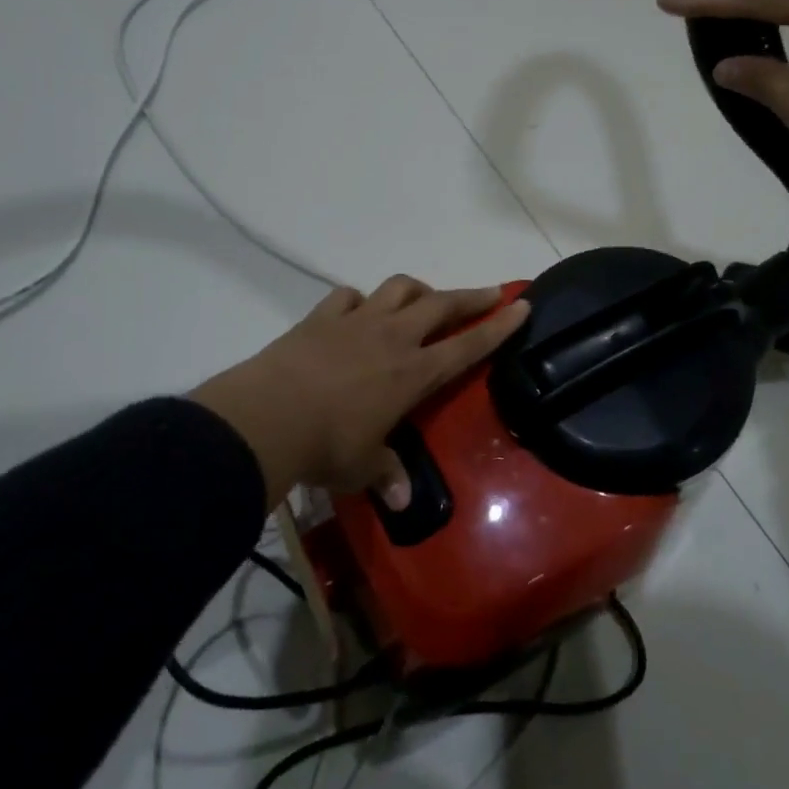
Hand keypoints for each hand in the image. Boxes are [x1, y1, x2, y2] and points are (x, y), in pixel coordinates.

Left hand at [191, 276, 530, 512]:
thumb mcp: (362, 467)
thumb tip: (403, 501)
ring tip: (423, 299)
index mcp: (414, 373)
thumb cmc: (327, 447)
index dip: (498, 326)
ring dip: (418, 290)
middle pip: (442, 304)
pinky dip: (360, 300)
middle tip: (490, 292)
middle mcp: (393, 338)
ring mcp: (357, 321)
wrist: (268, 417)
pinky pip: (349, 296)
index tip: (520, 304)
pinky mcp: (322, 317)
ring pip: (399, 288)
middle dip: (471, 296)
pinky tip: (359, 310)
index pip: (468, 345)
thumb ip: (386, 476)